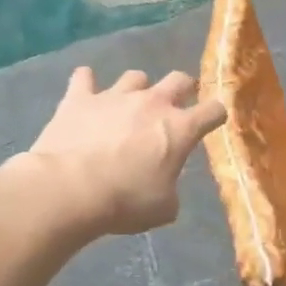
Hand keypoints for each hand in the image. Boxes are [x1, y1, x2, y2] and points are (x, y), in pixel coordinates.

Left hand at [16, 68, 226, 236]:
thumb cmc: (125, 201)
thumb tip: (165, 188)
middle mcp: (152, 103)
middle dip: (182, 88)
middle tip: (176, 105)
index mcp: (180, 128)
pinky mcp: (79, 98)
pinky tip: (85, 90)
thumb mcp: (162, 208)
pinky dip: (86, 83)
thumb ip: (170, 191)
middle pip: (179, 79)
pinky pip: (84, 78)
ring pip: (135, 77)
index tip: (213, 121)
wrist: (69, 189)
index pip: (213, 110)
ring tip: (128, 105)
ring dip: (136, 89)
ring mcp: (115, 96)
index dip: (216, 115)